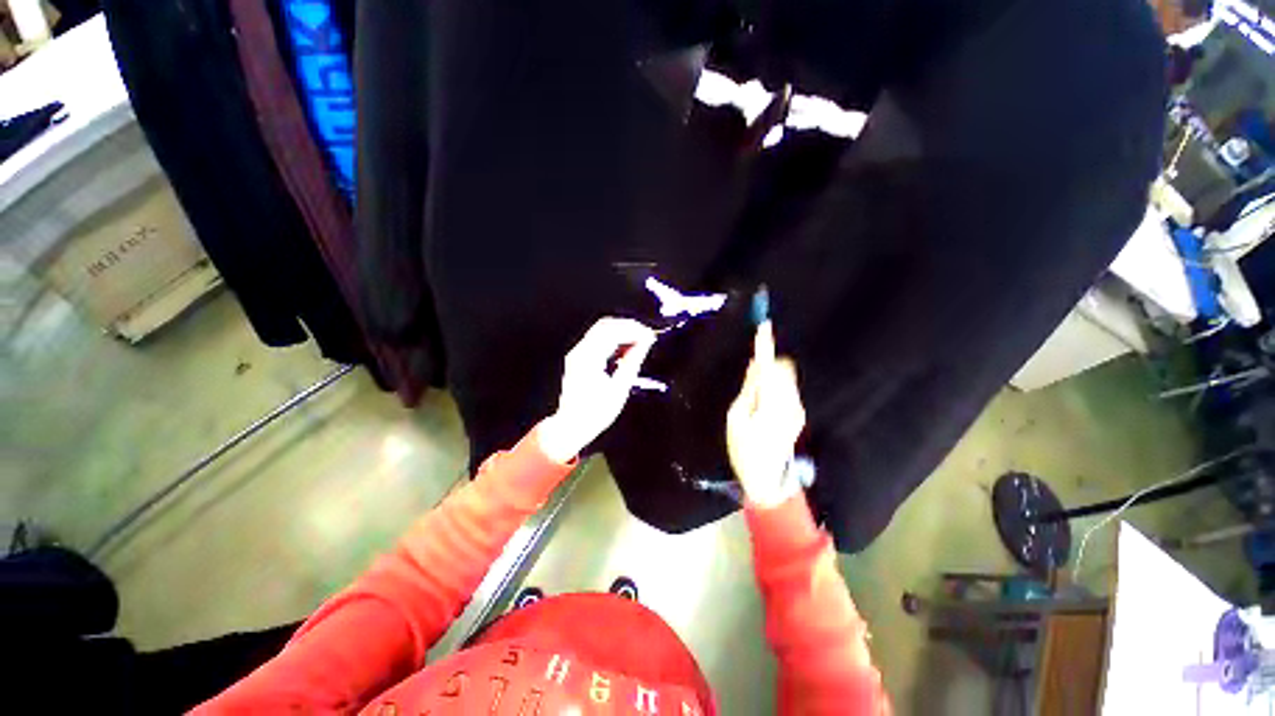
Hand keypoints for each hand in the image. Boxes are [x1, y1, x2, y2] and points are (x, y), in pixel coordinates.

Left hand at [538, 317, 657, 462]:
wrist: (571, 426)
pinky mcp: (579, 358)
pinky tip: (625, 349)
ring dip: (621, 332)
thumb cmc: (596, 413)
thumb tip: (644, 343)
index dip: (633, 330)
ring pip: (601, 331)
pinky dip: (613, 340)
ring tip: (639, 342)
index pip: (612, 332)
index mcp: (589, 358)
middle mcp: (580, 351)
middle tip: (646, 335)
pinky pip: (597, 340)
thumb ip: (632, 362)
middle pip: (605, 326)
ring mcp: (577, 354)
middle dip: (627, 327)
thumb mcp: (619, 389)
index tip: (649, 335)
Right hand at [727, 323, 806, 507]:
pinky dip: (774, 388)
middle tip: (750, 384)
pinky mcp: (799, 413)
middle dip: (767, 366)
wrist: (767, 479)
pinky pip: (786, 389)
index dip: (766, 345)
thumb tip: (756, 365)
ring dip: (770, 378)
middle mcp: (791, 403)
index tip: (764, 326)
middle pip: (782, 368)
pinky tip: (763, 409)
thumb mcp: (736, 418)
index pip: (770, 367)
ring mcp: (797, 409)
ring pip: (785, 378)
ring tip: (754, 403)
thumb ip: (749, 389)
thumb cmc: (744, 449)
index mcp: (771, 404)